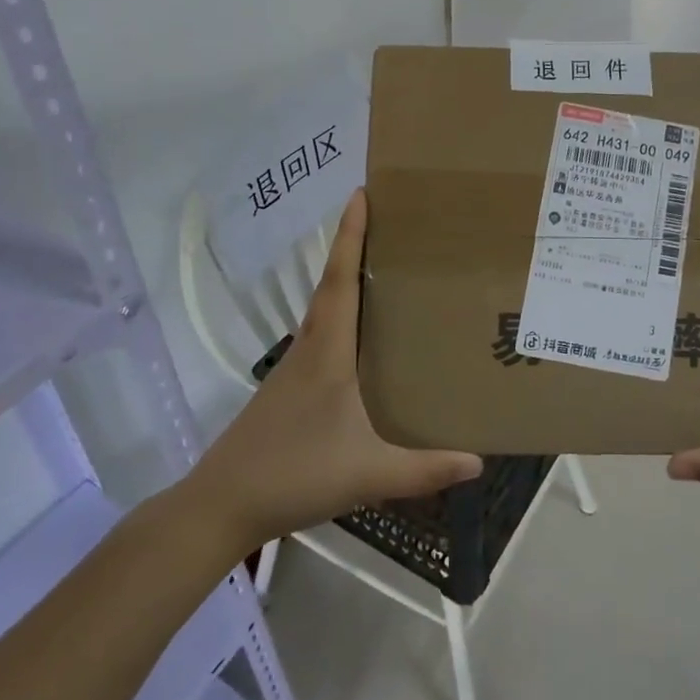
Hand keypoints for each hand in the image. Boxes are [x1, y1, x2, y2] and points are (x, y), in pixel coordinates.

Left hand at [177, 189, 482, 551]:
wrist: (221, 506)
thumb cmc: (293, 475)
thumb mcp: (367, 474)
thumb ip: (424, 469)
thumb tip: (478, 462)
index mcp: (328, 352)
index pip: (341, 280)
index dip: (351, 235)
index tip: (361, 194)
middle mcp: (311, 347)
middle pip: (333, 283)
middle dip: (354, 245)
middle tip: (390, 220)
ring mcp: (296, 367)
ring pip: (326, 308)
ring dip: (348, 278)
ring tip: (385, 267)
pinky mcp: (290, 385)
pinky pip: (323, 332)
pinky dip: (343, 312)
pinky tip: (363, 334)